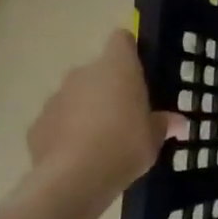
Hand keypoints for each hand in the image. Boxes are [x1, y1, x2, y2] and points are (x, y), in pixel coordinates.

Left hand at [26, 29, 186, 203]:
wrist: (74, 178)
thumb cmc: (125, 145)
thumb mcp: (154, 137)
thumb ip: (164, 124)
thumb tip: (180, 123)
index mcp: (117, 68)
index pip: (121, 40)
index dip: (130, 51)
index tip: (139, 72)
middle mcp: (83, 74)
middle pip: (98, 71)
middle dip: (109, 88)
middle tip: (126, 115)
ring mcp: (56, 97)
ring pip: (76, 96)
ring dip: (87, 110)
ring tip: (102, 140)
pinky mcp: (37, 124)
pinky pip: (58, 121)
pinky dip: (67, 132)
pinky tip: (79, 156)